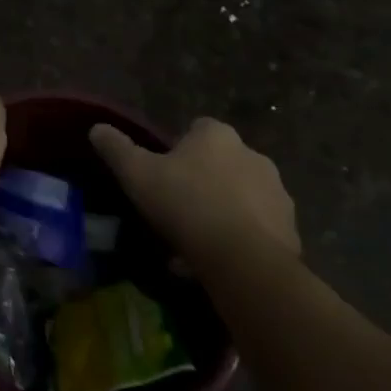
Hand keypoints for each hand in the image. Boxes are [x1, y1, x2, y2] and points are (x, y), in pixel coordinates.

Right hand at [90, 117, 299, 273]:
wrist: (244, 261)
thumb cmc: (186, 204)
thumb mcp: (136, 173)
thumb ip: (116, 147)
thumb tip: (97, 128)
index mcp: (217, 135)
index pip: (196, 129)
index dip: (179, 150)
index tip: (164, 173)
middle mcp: (254, 155)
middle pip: (222, 163)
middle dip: (204, 181)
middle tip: (179, 208)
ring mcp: (278, 194)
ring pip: (242, 197)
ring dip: (224, 211)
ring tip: (198, 243)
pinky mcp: (293, 231)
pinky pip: (260, 229)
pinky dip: (243, 239)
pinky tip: (220, 262)